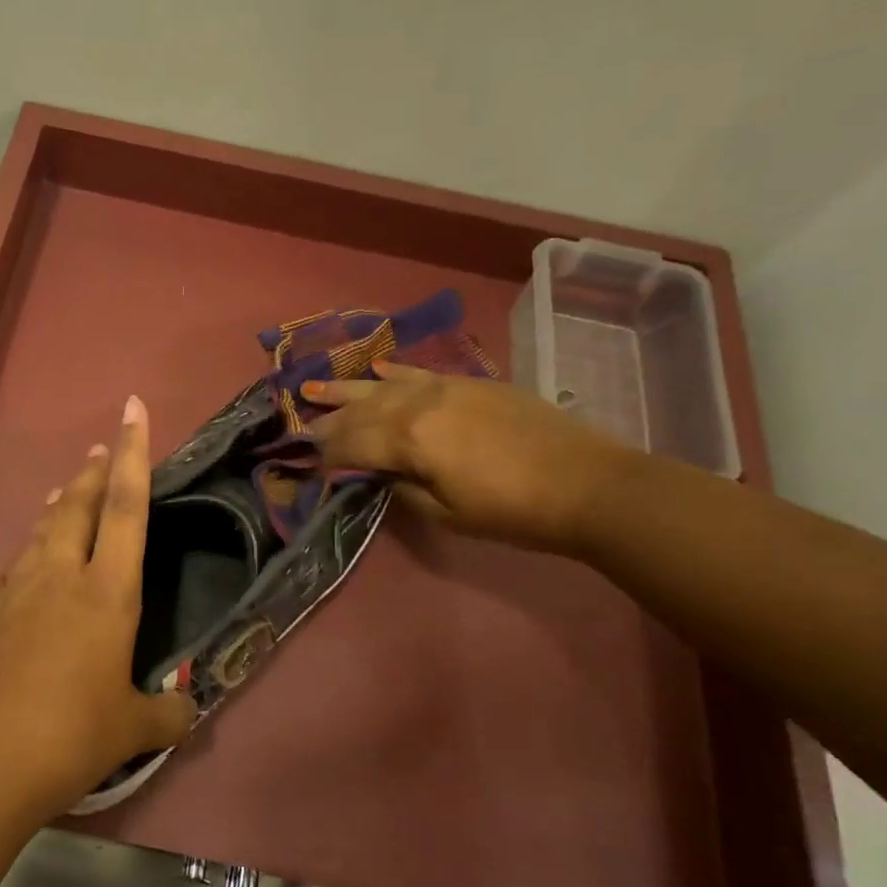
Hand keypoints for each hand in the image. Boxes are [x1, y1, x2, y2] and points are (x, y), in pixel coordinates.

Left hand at [0, 395, 196, 821]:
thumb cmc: (70, 736)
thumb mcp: (132, 730)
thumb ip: (166, 713)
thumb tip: (188, 709)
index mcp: (107, 592)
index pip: (128, 508)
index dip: (135, 455)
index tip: (132, 409)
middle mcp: (60, 577)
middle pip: (79, 508)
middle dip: (94, 474)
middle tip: (101, 450)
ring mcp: (15, 593)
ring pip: (39, 534)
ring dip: (57, 510)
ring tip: (67, 494)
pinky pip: (4, 576)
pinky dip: (14, 564)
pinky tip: (10, 567)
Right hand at [304, 363, 631, 553]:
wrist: (587, 483)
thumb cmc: (512, 511)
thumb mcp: (446, 515)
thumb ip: (401, 490)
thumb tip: (375, 475)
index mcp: (409, 439)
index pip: (351, 444)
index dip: (326, 456)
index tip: (308, 465)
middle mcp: (418, 404)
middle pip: (360, 411)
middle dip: (327, 420)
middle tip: (300, 427)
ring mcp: (445, 387)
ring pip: (382, 386)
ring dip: (346, 389)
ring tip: (312, 386)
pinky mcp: (469, 383)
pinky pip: (419, 373)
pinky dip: (392, 372)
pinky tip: (374, 371)